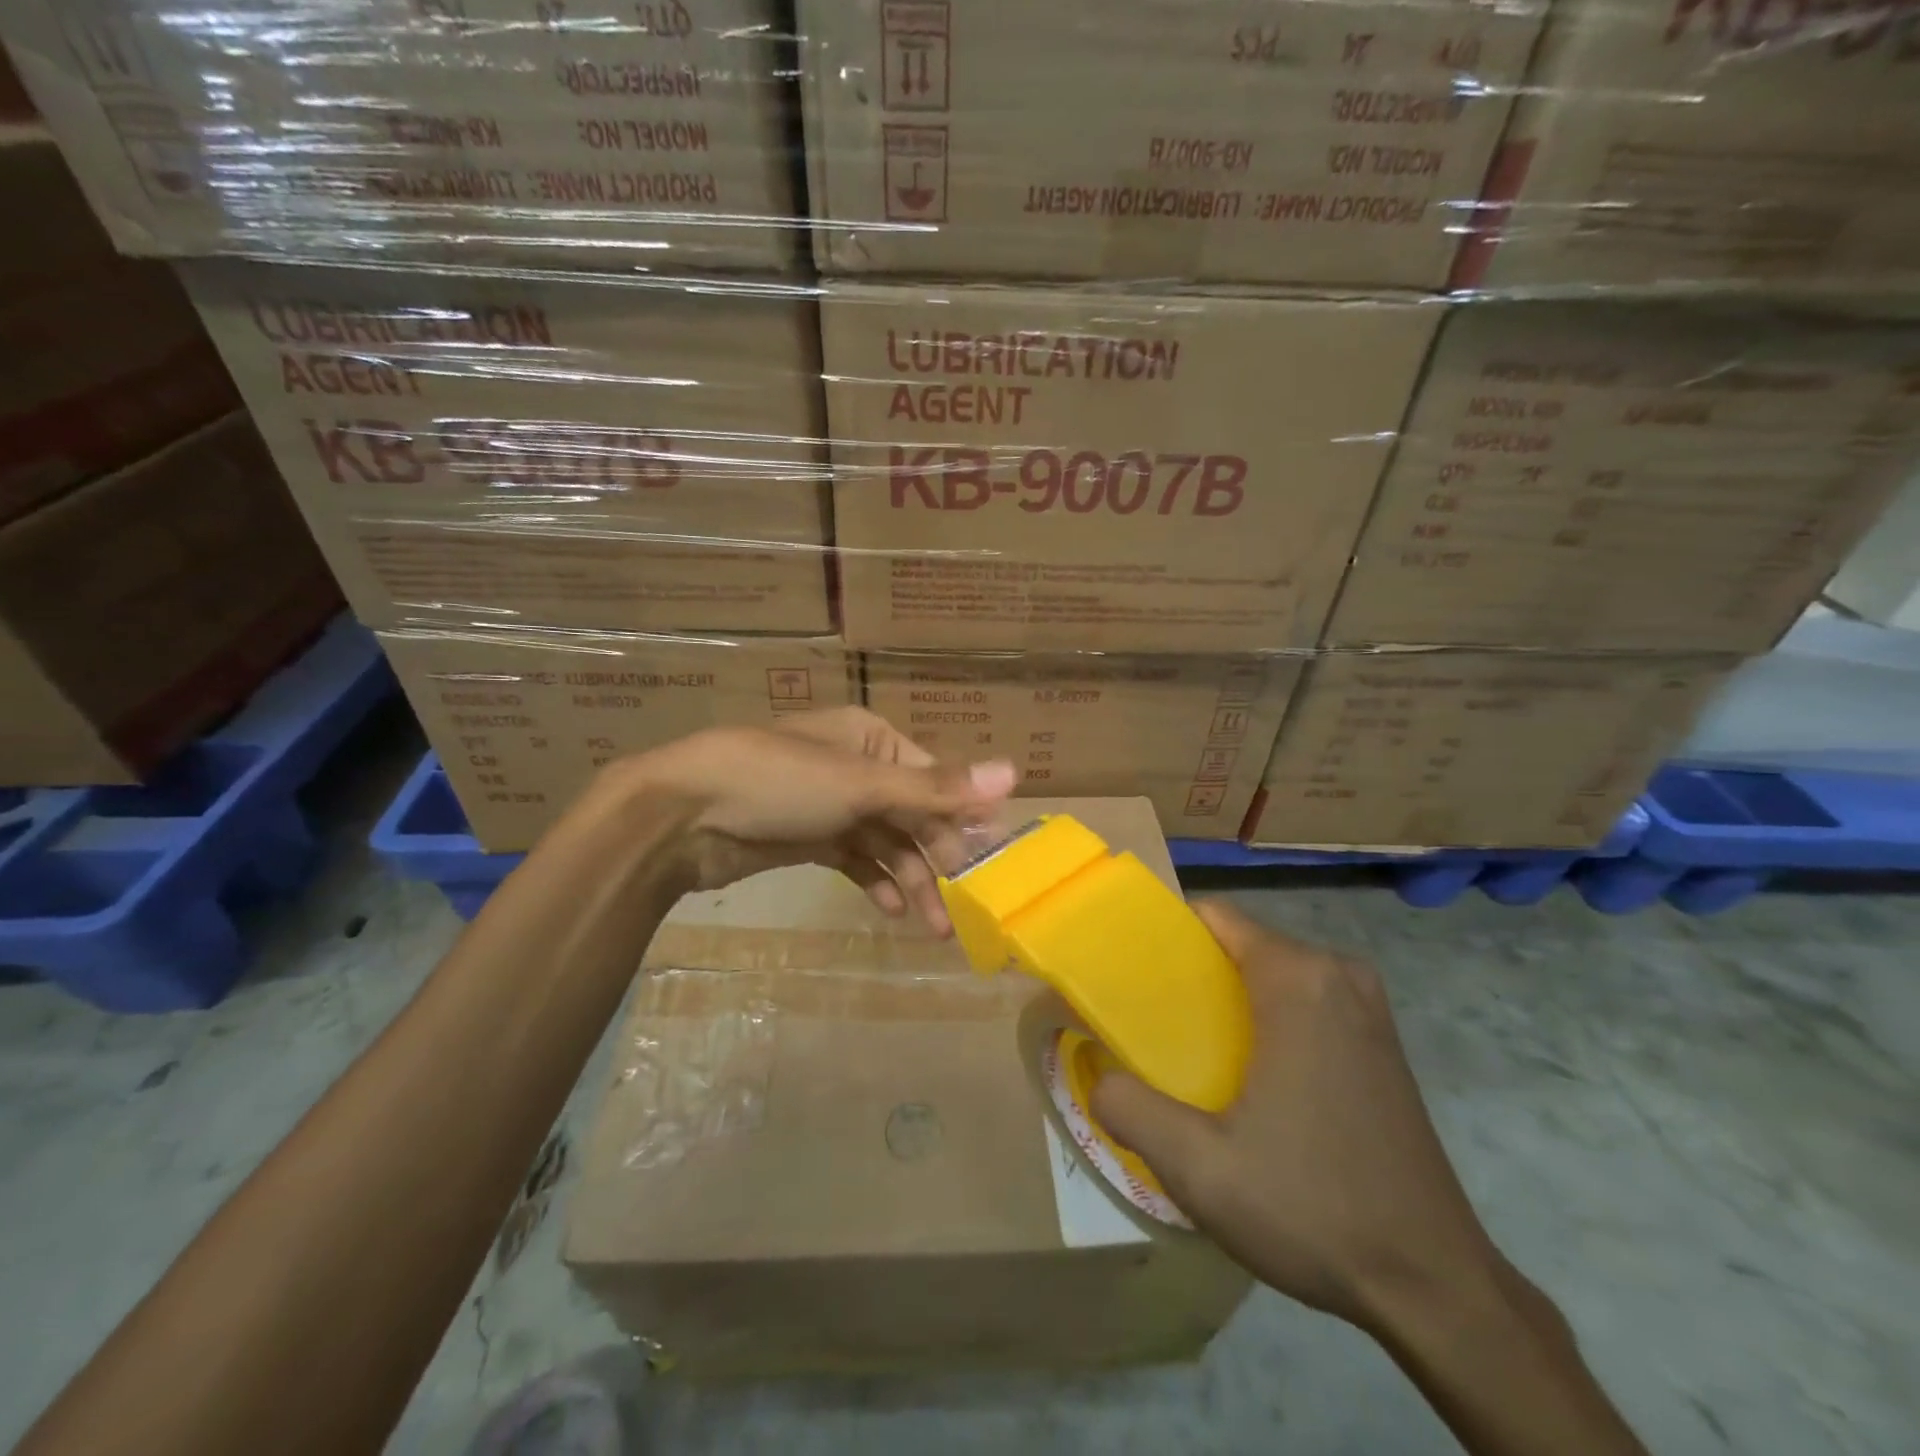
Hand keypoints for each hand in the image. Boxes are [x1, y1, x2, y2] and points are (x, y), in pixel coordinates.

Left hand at [611, 706, 1015, 934]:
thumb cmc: (778, 783)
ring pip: (885, 843)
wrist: (681, 816)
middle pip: (912, 813)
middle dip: (937, 856)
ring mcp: (829, 805)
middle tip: (964, 902)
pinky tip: (891, 911)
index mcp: (871, 738)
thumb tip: (1014, 772)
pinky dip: (874, 882)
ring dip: (910, 880)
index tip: (989, 858)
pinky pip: (855, 860)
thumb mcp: (861, 783)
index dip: (962, 816)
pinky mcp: (807, 839)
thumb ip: (936, 787)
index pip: (933, 777)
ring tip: (933, 927)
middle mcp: (855, 767)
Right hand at [1090, 900, 1502, 1332]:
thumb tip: (1096, 1073)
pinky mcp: (1381, 1041)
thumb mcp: (1198, 1167)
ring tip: (1188, 1051)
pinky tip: (1247, 1077)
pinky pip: (1304, 999)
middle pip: (1239, 944)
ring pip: (1271, 973)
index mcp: (1297, 979)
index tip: (1127, 974)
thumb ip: (1128, 1107)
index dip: (1162, 936)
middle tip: (1148, 1024)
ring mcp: (1368, 1007)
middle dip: (1191, 973)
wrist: (1435, 1286)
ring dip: (1227, 999)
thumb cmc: (1313, 1207)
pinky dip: (1265, 1017)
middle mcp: (1337, 975)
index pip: (1212, 916)